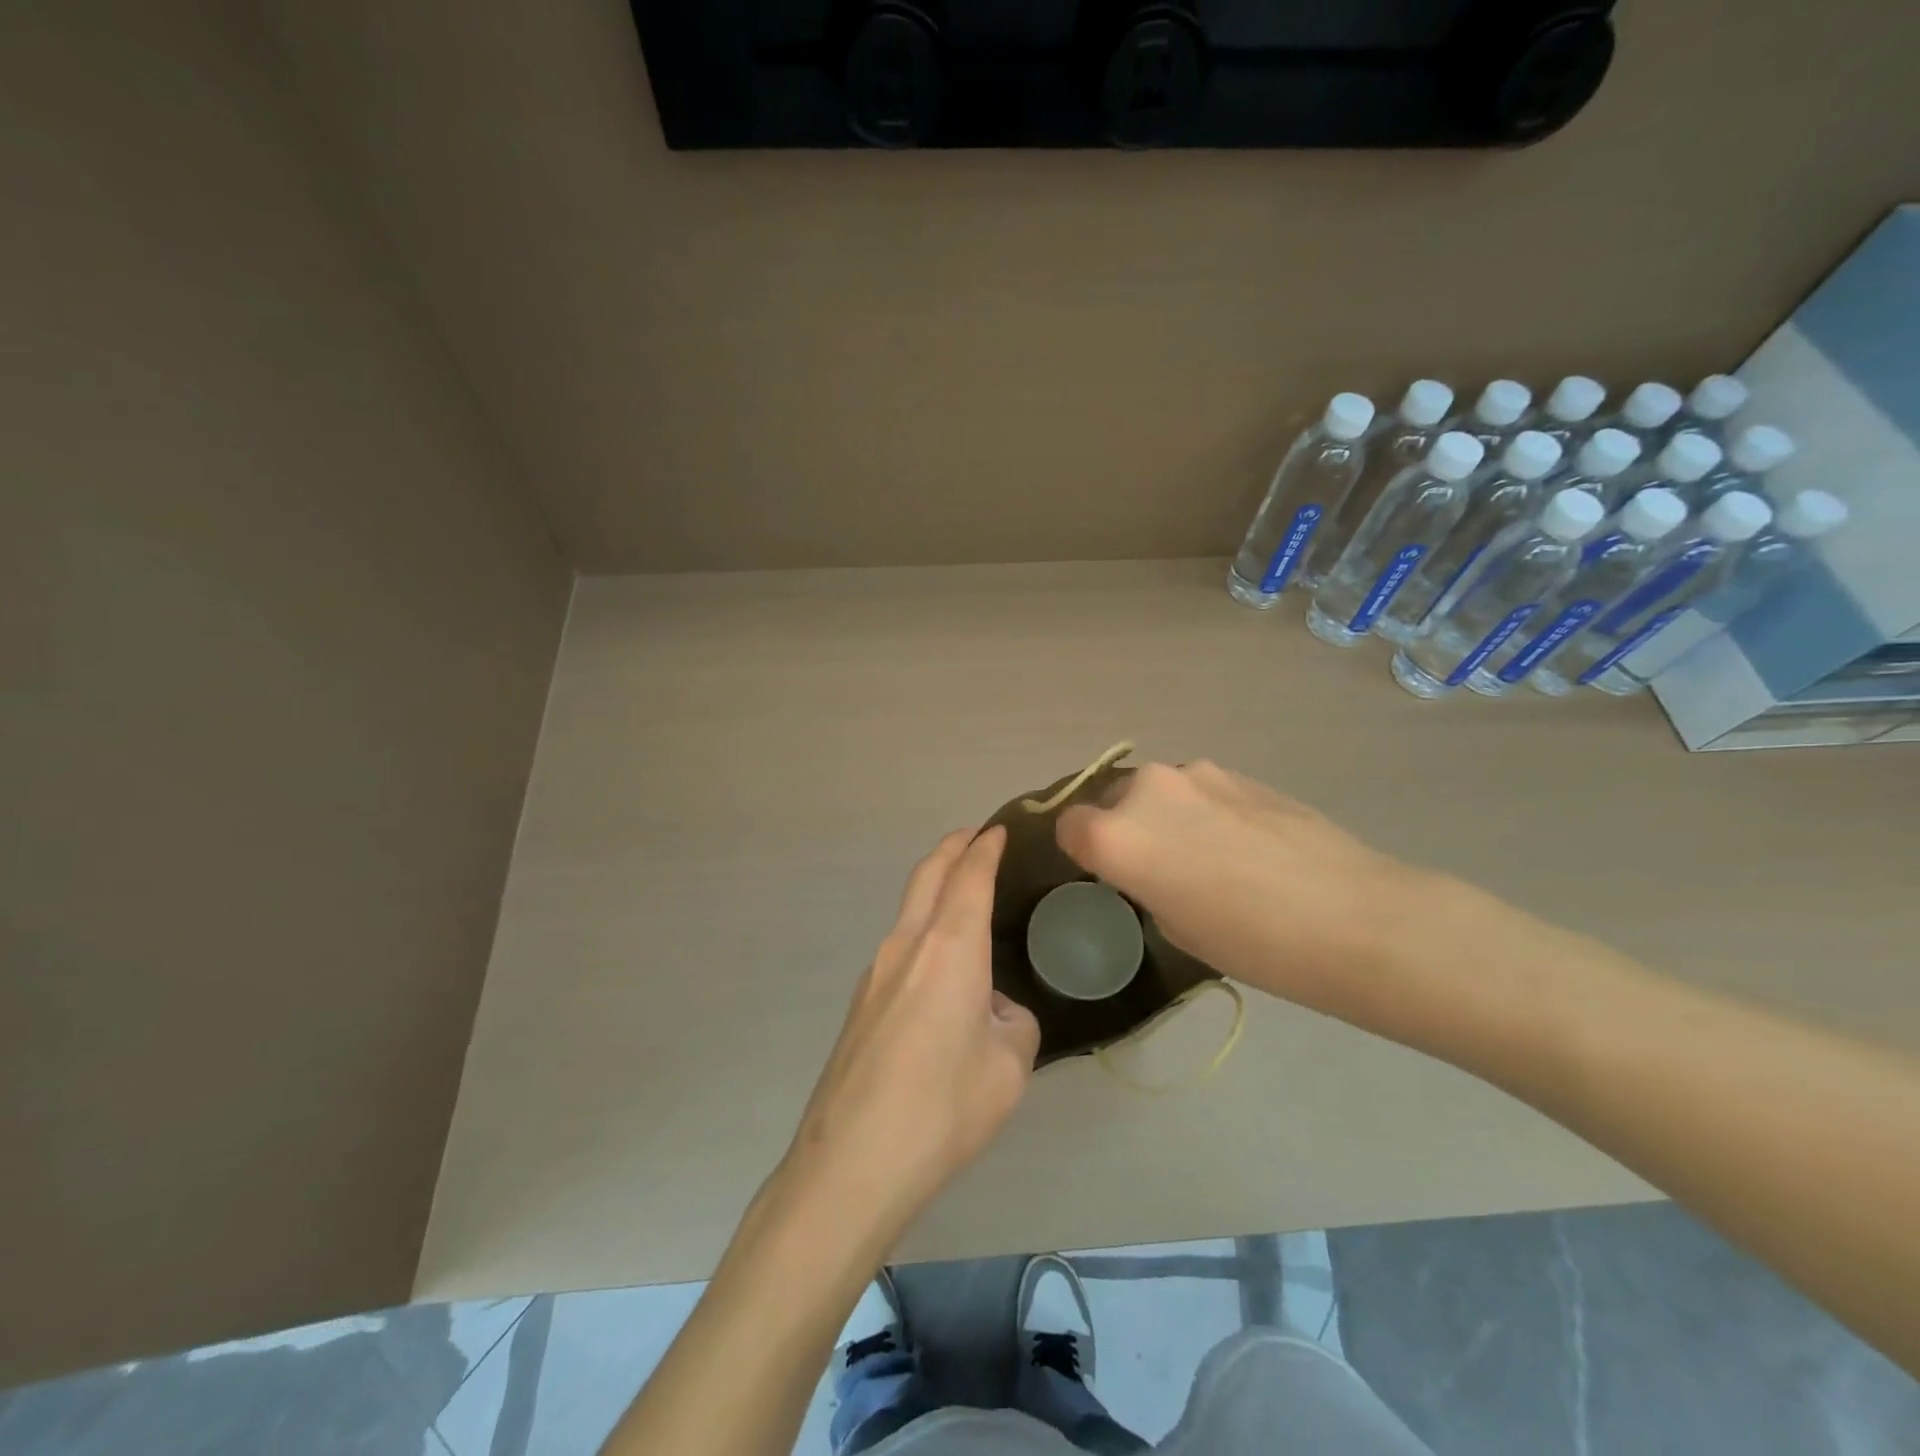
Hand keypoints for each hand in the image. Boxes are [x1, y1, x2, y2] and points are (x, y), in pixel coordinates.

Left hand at [782, 827, 1040, 1240]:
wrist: (851, 1162)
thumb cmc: (942, 1108)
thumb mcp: (1008, 1068)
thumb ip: (1013, 1024)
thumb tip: (995, 1012)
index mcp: (949, 948)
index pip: (969, 877)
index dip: (985, 848)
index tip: (999, 830)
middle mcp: (907, 945)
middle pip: (927, 875)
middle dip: (953, 848)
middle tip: (977, 838)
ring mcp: (875, 972)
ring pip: (909, 909)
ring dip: (935, 888)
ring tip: (964, 896)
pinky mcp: (861, 1003)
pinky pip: (900, 946)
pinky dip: (924, 929)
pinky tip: (943, 968)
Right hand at [1055, 761, 1444, 1021]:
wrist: (1351, 915)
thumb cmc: (1251, 942)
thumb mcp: (1174, 926)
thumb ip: (1145, 882)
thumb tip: (1154, 863)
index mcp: (1116, 835)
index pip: (1070, 825)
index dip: (1081, 849)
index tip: (1103, 872)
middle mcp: (1146, 790)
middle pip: (1112, 799)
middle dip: (1122, 826)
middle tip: (1157, 866)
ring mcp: (1196, 774)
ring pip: (1158, 791)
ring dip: (1166, 815)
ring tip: (1208, 854)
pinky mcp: (1238, 772)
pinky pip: (1198, 789)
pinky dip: (1202, 809)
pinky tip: (1243, 844)